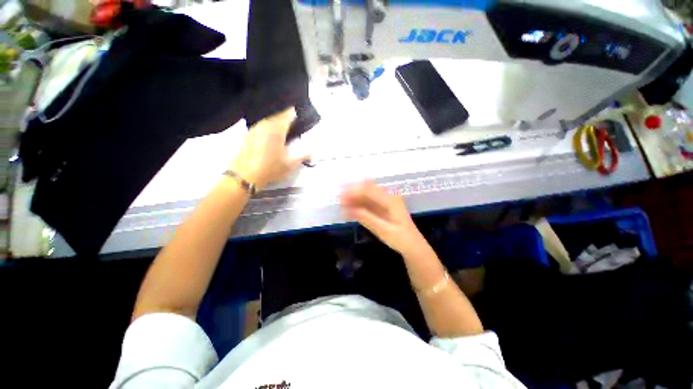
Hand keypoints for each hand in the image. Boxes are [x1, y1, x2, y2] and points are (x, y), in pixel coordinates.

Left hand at [231, 108, 310, 189]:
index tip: (301, 116)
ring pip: (269, 118)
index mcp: (277, 129)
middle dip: (287, 117)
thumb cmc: (270, 169)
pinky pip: (262, 124)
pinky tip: (271, 138)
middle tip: (294, 126)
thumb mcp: (291, 164)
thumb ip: (304, 155)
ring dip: (277, 122)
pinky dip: (269, 127)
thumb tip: (313, 150)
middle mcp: (265, 124)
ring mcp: (255, 128)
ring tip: (284, 131)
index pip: (287, 111)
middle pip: (278, 113)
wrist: (244, 176)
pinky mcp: (248, 133)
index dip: (295, 112)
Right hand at [341, 180, 426, 255]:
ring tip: (342, 203)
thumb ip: (366, 218)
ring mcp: (385, 201)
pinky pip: (368, 202)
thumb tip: (348, 209)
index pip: (369, 189)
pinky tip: (350, 208)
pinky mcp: (382, 207)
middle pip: (367, 189)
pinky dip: (359, 204)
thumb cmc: (400, 238)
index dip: (354, 190)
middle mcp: (387, 196)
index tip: (341, 195)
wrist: (412, 245)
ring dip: (354, 197)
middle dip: (352, 192)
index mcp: (390, 200)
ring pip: (366, 194)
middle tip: (339, 199)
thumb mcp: (383, 230)